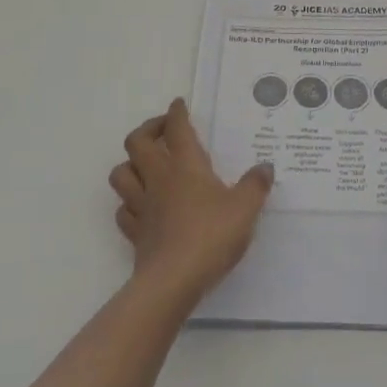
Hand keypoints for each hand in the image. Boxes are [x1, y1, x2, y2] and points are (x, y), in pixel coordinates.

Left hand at [109, 98, 273, 302]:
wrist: (173, 281)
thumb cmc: (211, 236)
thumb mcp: (245, 208)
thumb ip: (256, 185)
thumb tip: (265, 167)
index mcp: (185, 165)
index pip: (176, 128)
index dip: (176, 113)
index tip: (179, 105)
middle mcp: (159, 178)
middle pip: (137, 142)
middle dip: (148, 130)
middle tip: (163, 130)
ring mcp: (142, 206)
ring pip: (121, 173)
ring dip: (130, 164)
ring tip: (147, 165)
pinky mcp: (136, 233)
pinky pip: (123, 210)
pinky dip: (129, 202)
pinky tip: (142, 206)